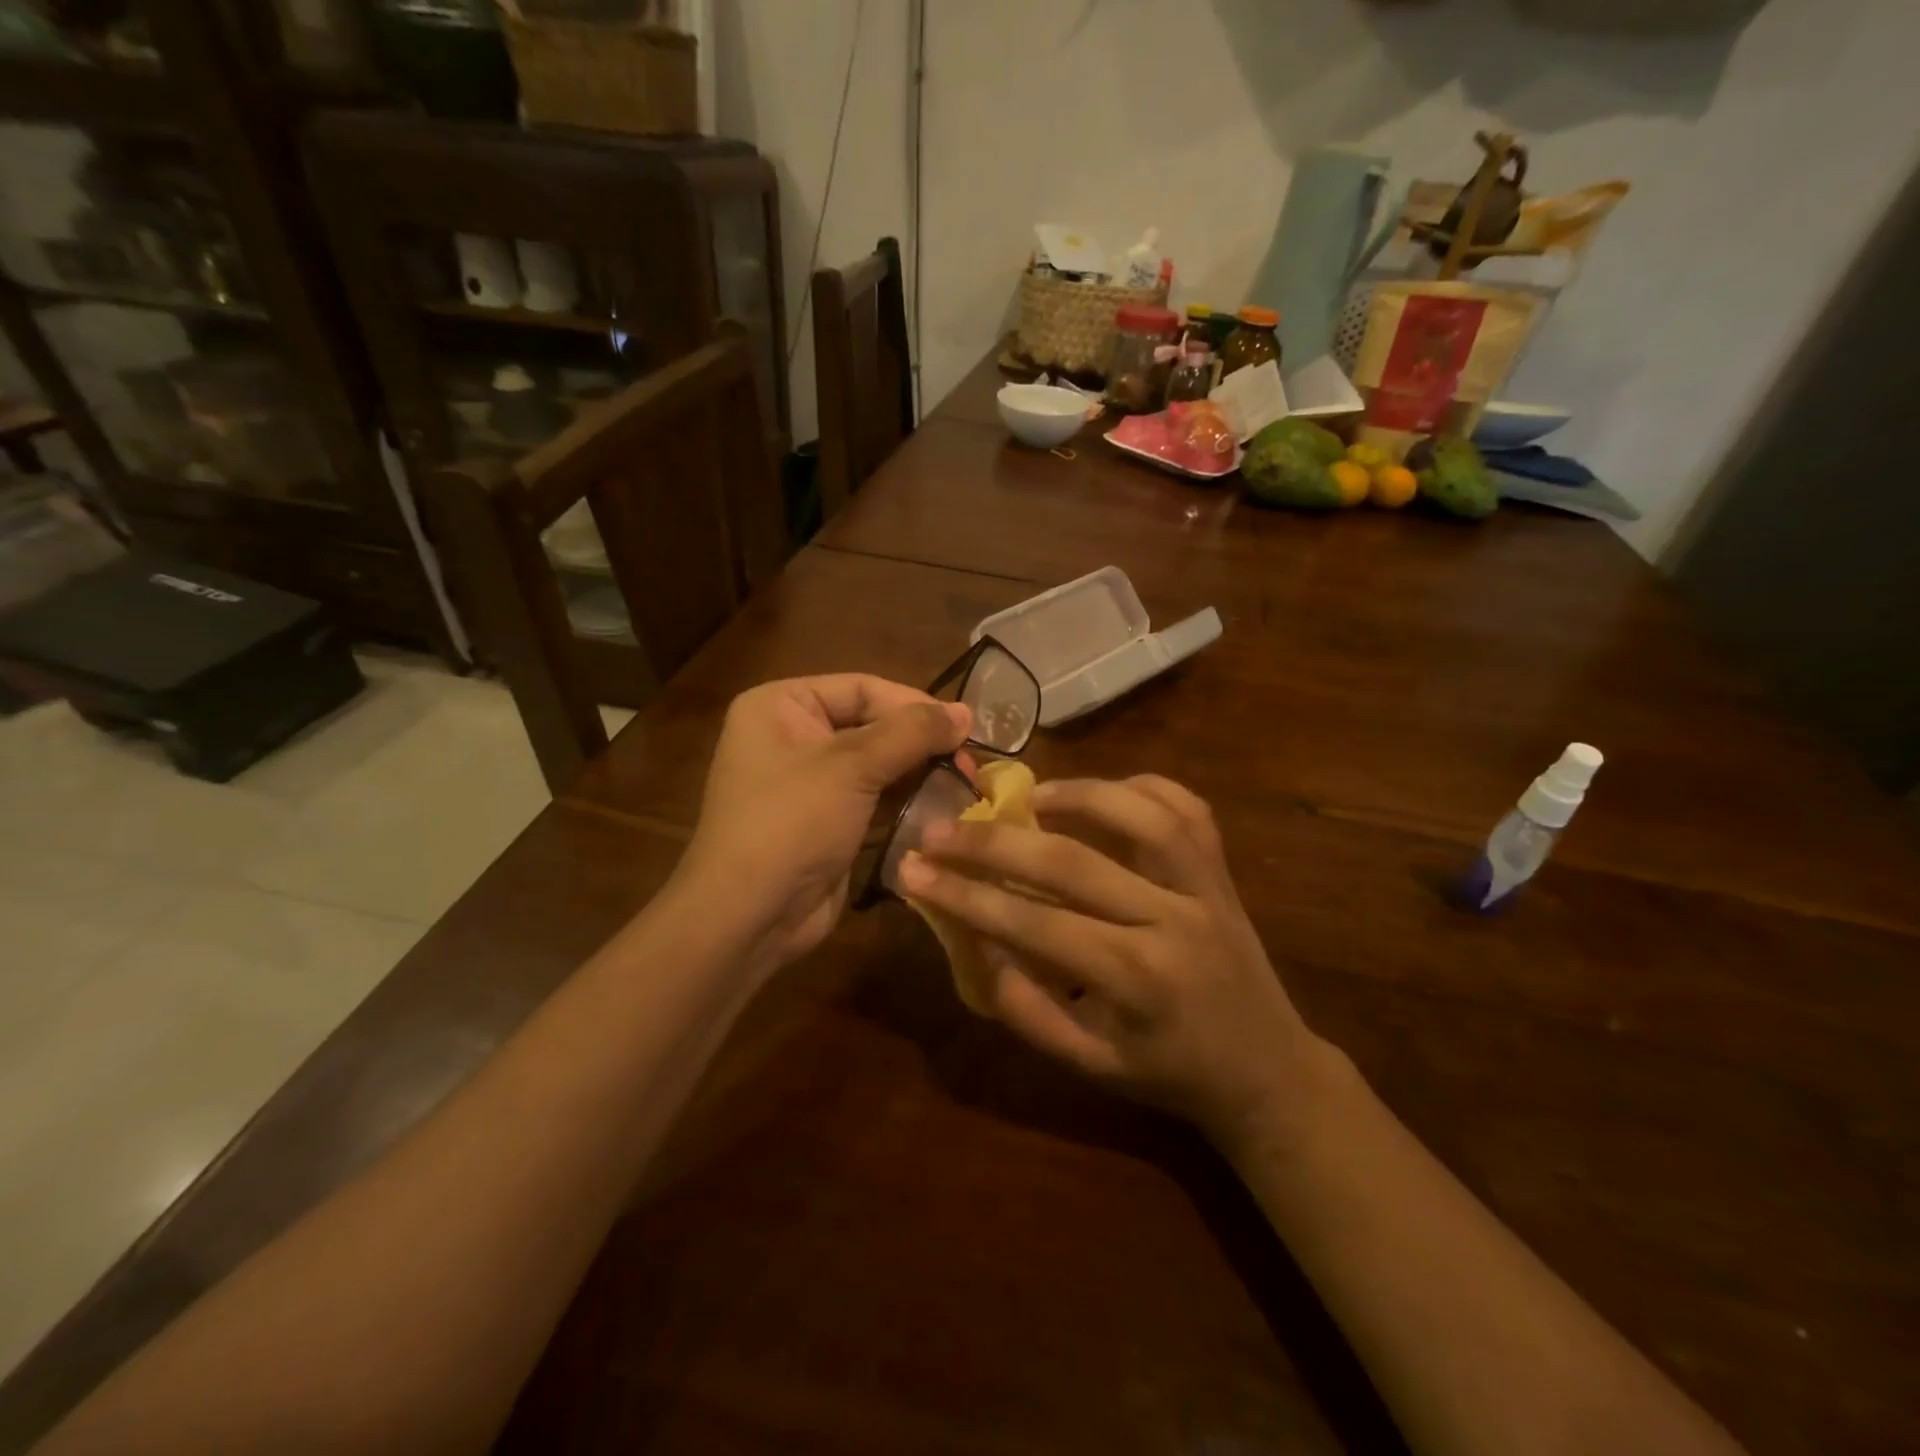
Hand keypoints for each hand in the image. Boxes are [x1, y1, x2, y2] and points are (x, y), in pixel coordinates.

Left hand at [676, 674, 968, 972]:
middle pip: (871, 724)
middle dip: (920, 742)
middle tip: (969, 760)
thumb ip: (912, 733)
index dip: (915, 704)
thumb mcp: (853, 767)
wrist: (749, 917)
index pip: (862, 688)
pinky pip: (872, 798)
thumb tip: (966, 712)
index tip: (965, 726)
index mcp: (781, 705)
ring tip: (965, 782)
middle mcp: (791, 736)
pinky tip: (941, 807)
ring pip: (876, 764)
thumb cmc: (792, 823)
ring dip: (918, 772)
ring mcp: (807, 782)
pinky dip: (904, 800)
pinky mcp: (825, 820)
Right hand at [898, 775, 1321, 1150]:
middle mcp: (1174, 922)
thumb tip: (974, 940)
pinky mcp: (1224, 871)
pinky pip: (1186, 808)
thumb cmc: (1168, 1072)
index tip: (914, 870)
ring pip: (1142, 815)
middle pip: (1074, 862)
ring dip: (1076, 794)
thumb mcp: (1088, 1064)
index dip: (968, 895)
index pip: (1036, 925)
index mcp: (1135, 981)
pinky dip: (1140, 787)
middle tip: (942, 828)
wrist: (1267, 1069)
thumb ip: (1027, 1008)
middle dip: (995, 842)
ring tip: (1028, 796)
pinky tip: (1099, 793)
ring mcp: (1207, 888)